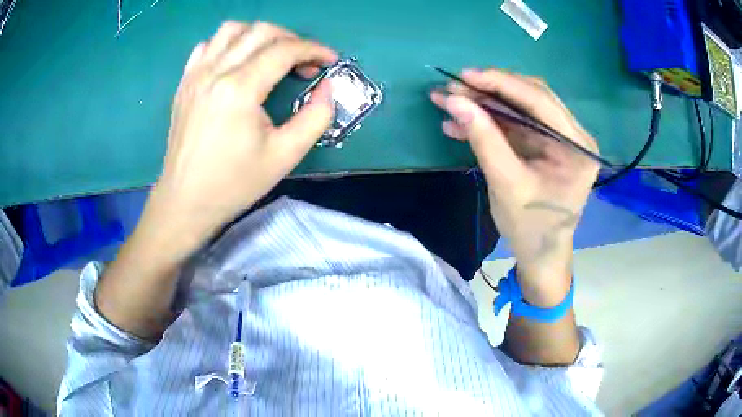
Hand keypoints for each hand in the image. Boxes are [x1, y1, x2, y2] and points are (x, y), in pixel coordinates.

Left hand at [141, 21, 336, 256]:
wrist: (185, 201)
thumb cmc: (233, 183)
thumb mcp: (285, 156)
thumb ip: (316, 117)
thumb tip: (328, 88)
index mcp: (240, 89)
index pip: (284, 50)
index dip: (314, 49)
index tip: (329, 61)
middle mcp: (215, 72)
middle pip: (261, 31)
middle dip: (291, 39)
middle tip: (303, 62)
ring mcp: (196, 75)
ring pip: (231, 29)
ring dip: (258, 35)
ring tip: (270, 56)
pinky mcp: (185, 83)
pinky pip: (208, 46)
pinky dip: (228, 44)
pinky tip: (236, 63)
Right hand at [430, 69, 598, 305]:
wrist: (539, 254)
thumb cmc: (531, 228)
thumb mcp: (507, 185)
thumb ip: (484, 139)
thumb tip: (455, 101)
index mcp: (577, 146)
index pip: (540, 101)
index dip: (501, 84)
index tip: (465, 75)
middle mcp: (573, 135)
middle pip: (531, 98)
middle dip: (490, 91)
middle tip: (454, 88)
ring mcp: (558, 138)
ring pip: (519, 108)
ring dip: (485, 104)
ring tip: (449, 101)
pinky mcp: (543, 144)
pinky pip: (515, 124)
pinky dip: (489, 122)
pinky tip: (461, 123)